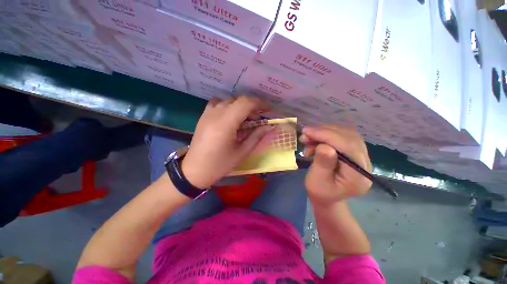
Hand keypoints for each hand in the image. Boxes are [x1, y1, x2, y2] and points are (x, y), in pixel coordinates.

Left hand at [181, 96, 274, 188]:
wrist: (195, 170)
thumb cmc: (220, 164)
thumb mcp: (242, 152)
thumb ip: (256, 136)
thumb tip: (269, 126)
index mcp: (225, 124)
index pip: (245, 103)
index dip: (259, 104)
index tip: (268, 111)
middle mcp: (216, 114)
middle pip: (238, 100)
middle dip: (252, 106)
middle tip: (258, 119)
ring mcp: (207, 113)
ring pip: (228, 101)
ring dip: (240, 107)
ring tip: (245, 119)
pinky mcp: (203, 116)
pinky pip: (217, 103)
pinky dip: (228, 106)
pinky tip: (230, 117)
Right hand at [300, 125, 371, 205]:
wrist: (327, 196)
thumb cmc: (320, 192)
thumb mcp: (316, 181)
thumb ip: (322, 164)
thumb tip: (324, 146)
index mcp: (358, 176)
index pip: (348, 147)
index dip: (328, 136)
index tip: (307, 132)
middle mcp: (365, 163)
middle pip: (349, 137)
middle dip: (324, 132)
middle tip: (305, 135)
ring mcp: (362, 156)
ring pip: (346, 134)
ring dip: (324, 132)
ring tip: (308, 139)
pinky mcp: (355, 152)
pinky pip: (343, 136)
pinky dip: (326, 135)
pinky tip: (315, 141)